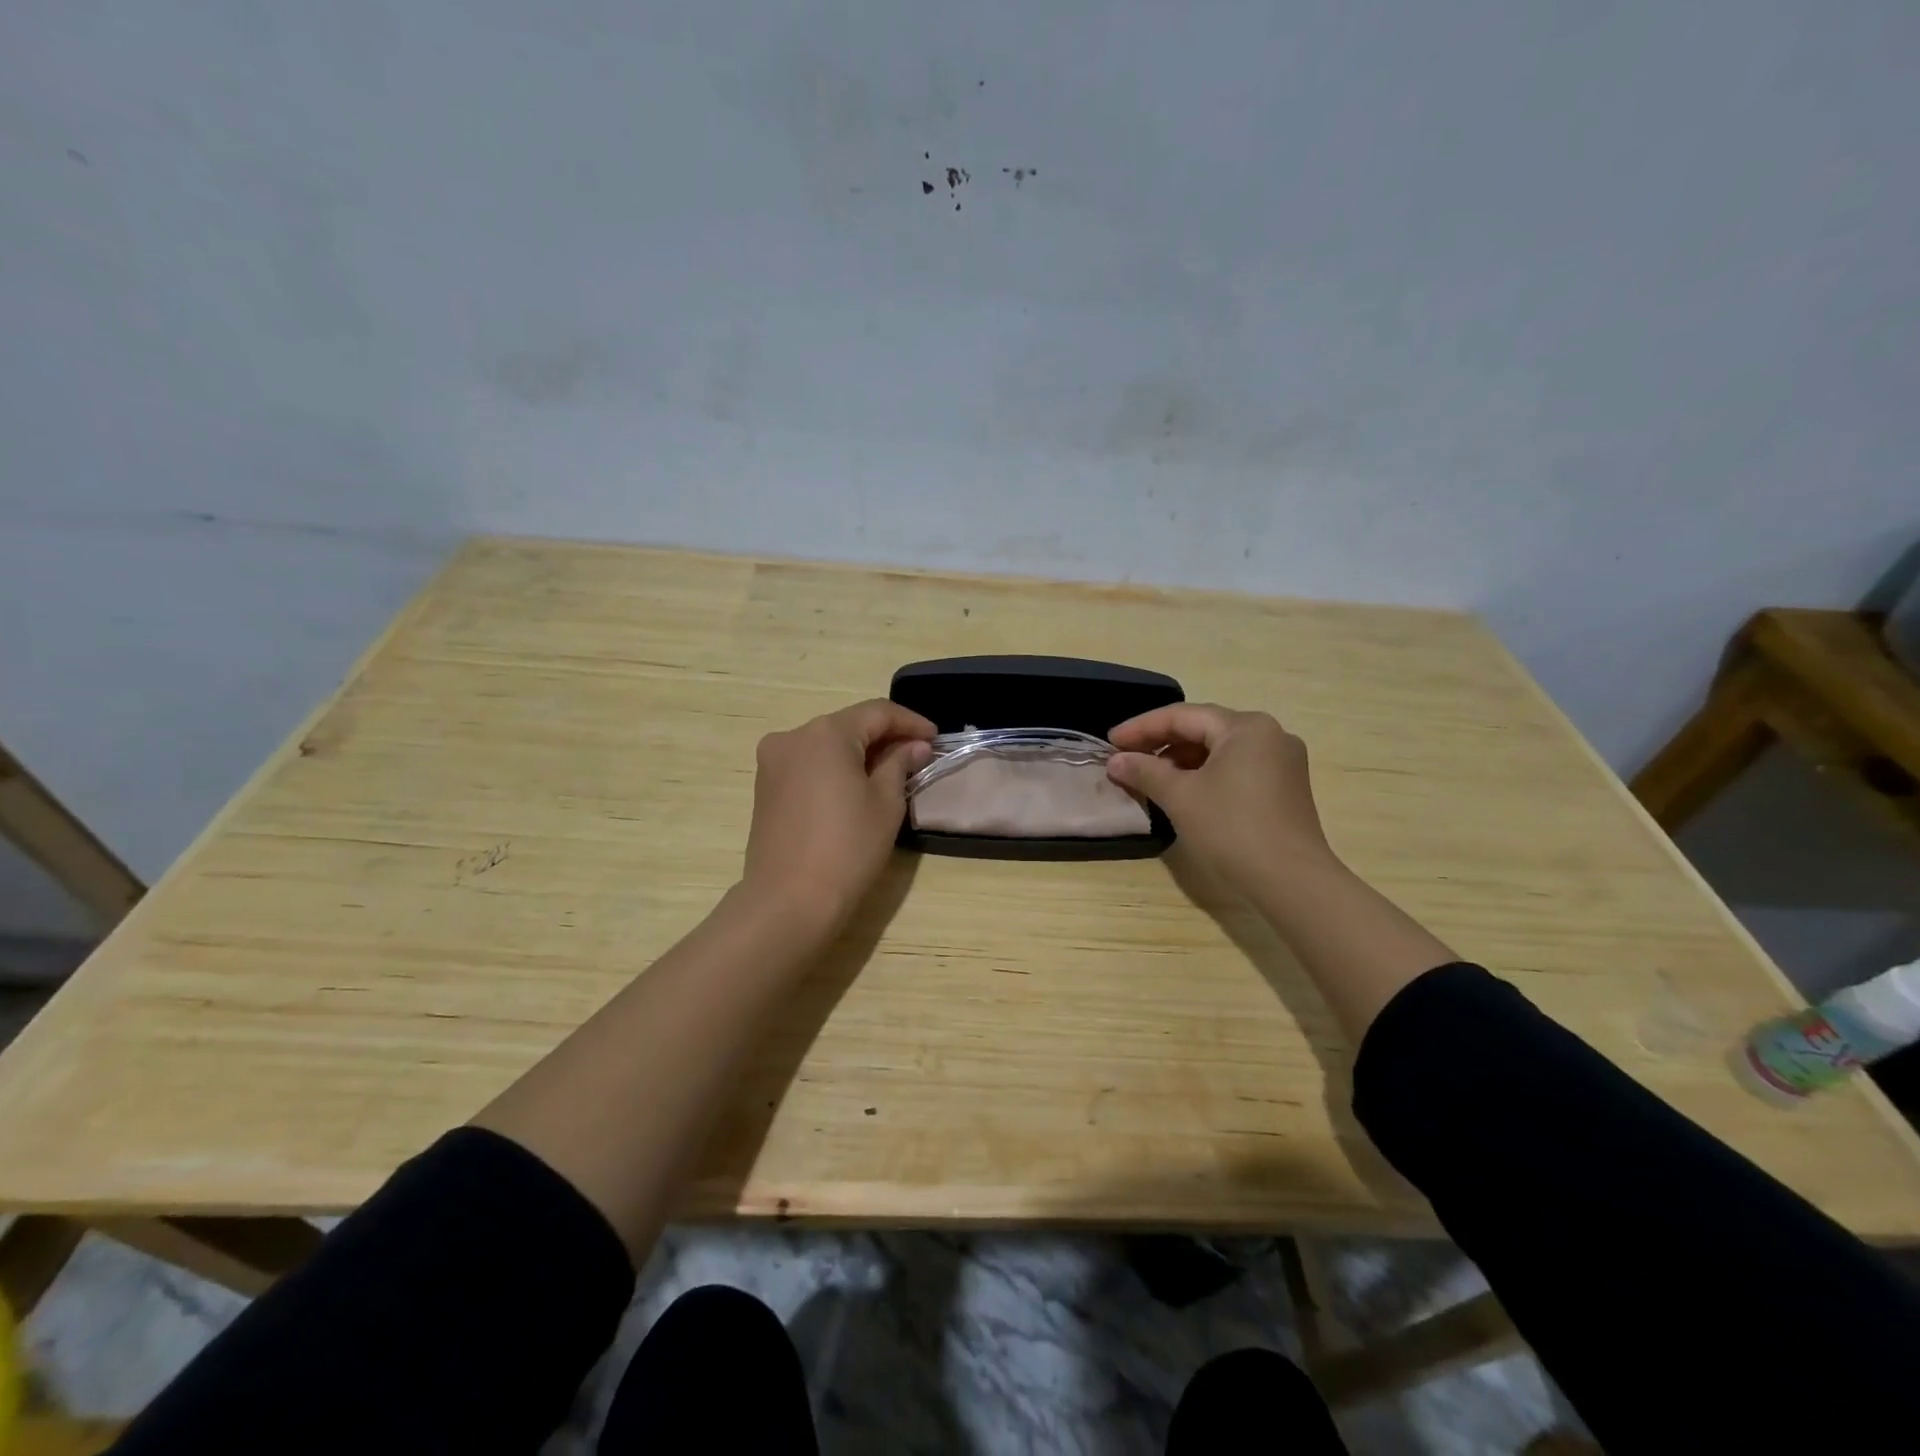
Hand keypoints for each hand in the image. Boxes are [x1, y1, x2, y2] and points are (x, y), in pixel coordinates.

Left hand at [741, 699, 935, 935]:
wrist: (789, 901)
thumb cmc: (847, 848)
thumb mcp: (886, 803)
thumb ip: (900, 764)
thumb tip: (915, 746)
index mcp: (825, 733)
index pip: (877, 713)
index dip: (910, 722)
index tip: (936, 738)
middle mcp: (793, 737)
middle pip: (849, 725)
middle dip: (885, 737)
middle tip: (917, 755)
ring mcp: (773, 762)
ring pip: (826, 744)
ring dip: (859, 753)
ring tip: (890, 772)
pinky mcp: (765, 787)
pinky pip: (808, 764)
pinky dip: (835, 768)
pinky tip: (856, 786)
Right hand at [1107, 704, 1333, 892]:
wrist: (1291, 882)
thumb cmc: (1232, 829)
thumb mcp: (1180, 797)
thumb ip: (1145, 772)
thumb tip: (1116, 761)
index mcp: (1245, 727)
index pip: (1182, 716)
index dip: (1141, 727)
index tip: (1110, 741)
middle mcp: (1269, 735)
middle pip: (1203, 729)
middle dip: (1161, 742)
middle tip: (1125, 757)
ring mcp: (1282, 762)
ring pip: (1219, 750)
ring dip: (1181, 760)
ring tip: (1149, 777)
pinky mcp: (1285, 788)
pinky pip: (1236, 768)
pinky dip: (1205, 774)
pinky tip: (1183, 791)